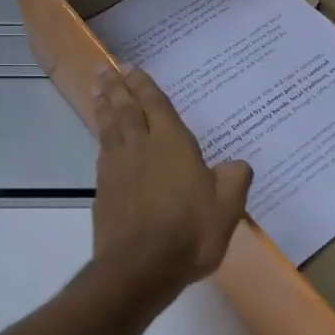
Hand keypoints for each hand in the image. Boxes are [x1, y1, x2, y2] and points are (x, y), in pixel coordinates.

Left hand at [90, 65, 253, 292]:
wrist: (140, 267)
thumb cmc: (190, 232)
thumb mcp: (227, 207)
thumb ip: (234, 179)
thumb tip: (236, 164)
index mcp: (172, 144)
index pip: (155, 105)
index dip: (144, 85)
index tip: (131, 67)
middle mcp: (141, 147)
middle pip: (126, 109)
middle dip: (117, 87)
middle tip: (105, 68)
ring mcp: (118, 168)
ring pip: (109, 127)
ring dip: (104, 106)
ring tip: (97, 90)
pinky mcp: (104, 191)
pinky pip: (102, 152)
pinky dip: (101, 137)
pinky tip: (101, 138)